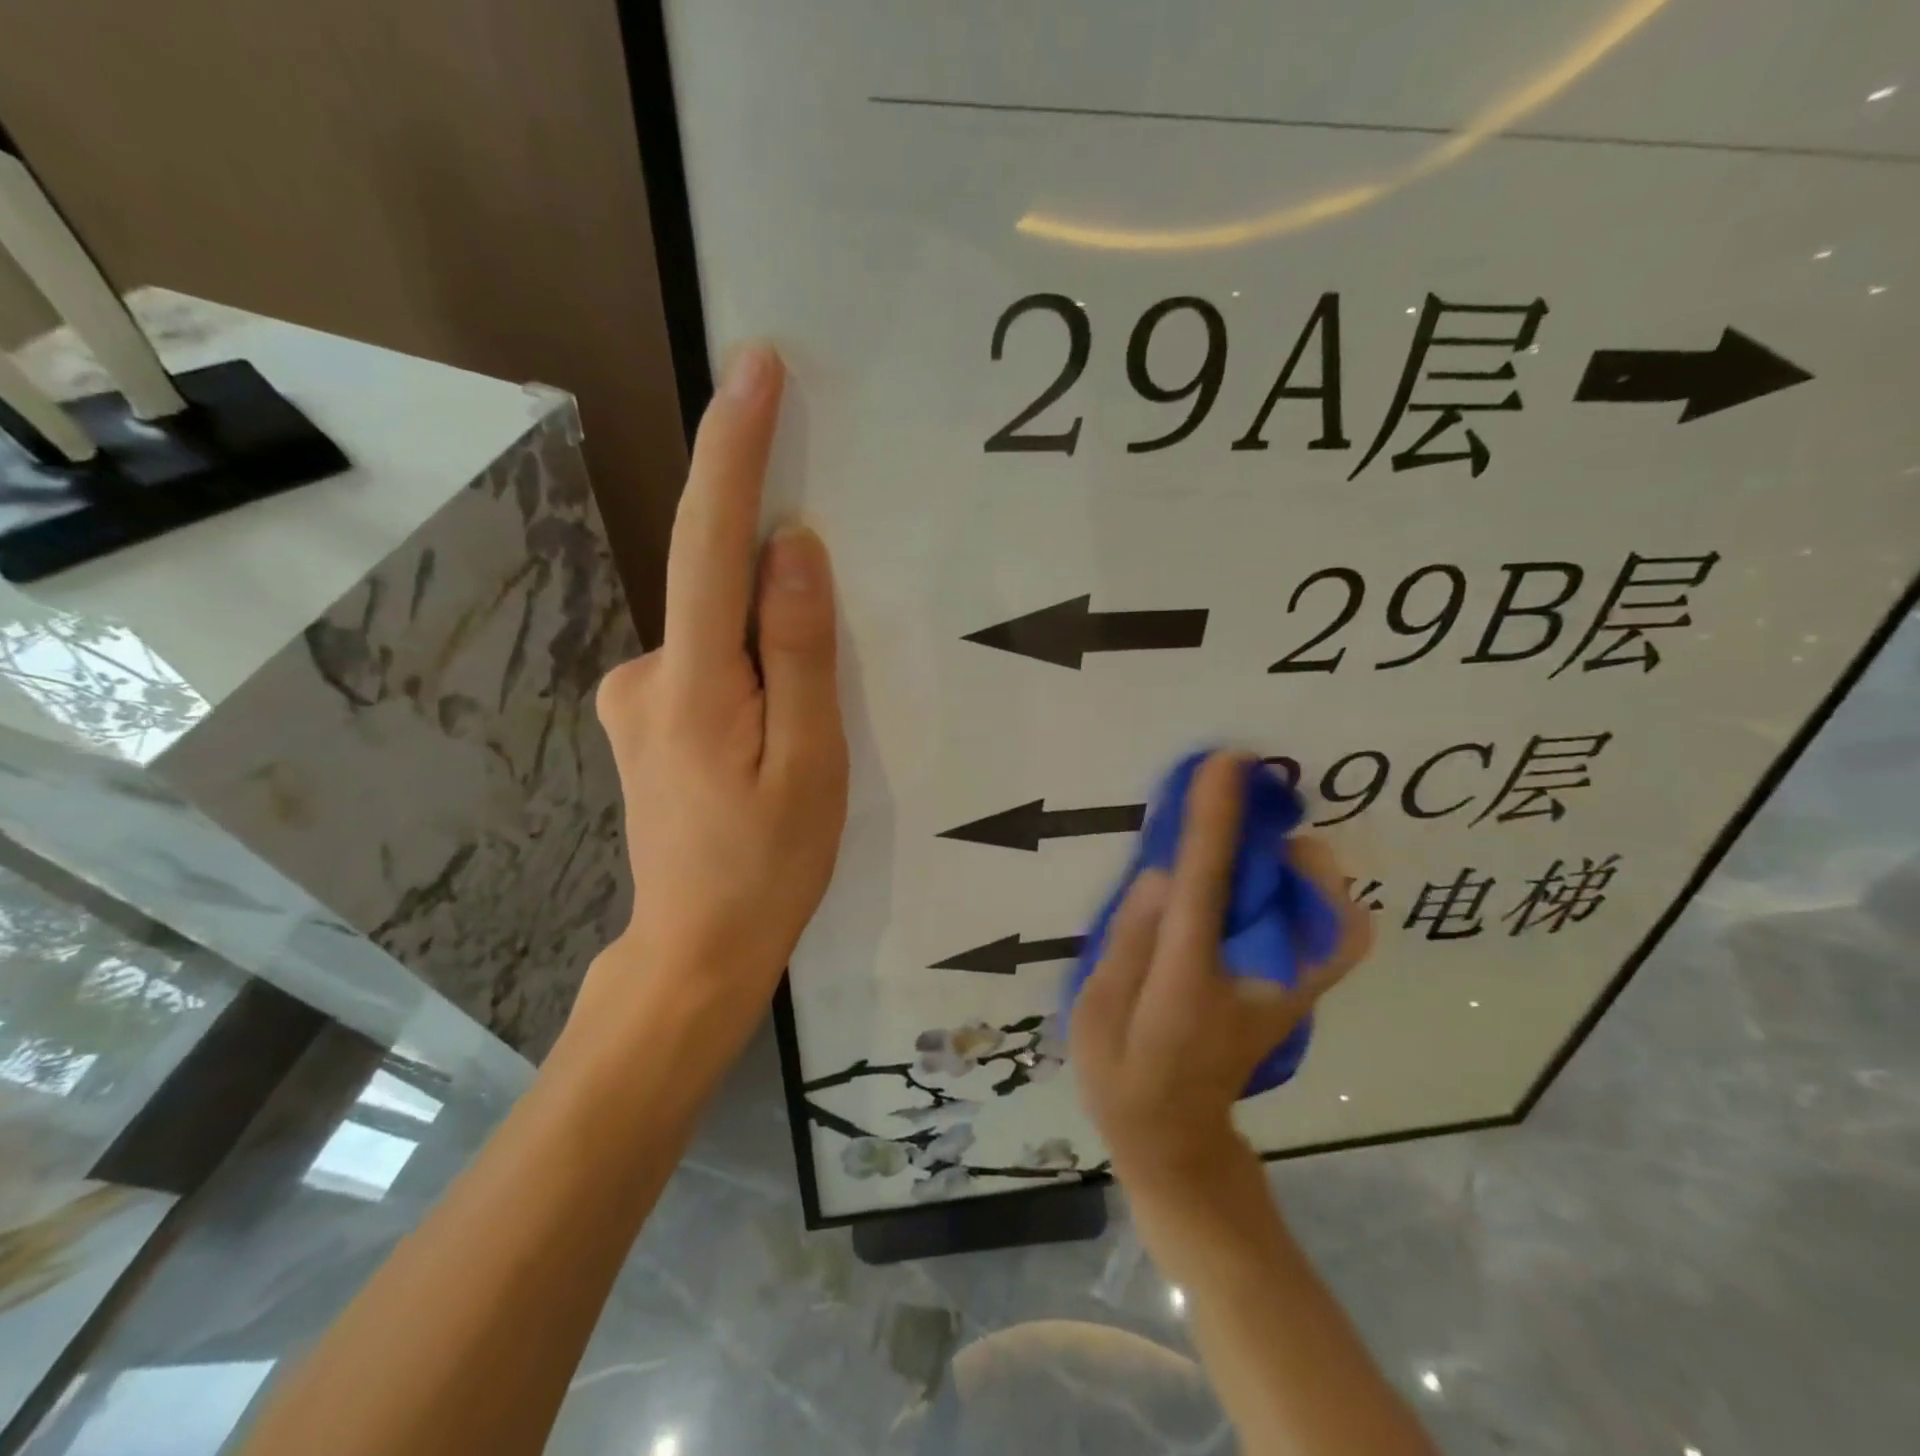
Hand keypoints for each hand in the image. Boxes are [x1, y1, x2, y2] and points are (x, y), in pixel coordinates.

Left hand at [583, 346, 847, 1024]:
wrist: (698, 946)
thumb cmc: (769, 865)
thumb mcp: (812, 764)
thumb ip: (799, 654)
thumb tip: (793, 549)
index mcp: (695, 685)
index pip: (710, 541)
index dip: (734, 449)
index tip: (755, 367)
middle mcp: (644, 674)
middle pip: (715, 584)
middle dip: (769, 565)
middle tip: (821, 641)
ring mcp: (633, 697)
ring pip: (716, 630)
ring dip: (765, 638)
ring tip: (799, 725)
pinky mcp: (642, 717)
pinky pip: (707, 660)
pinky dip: (746, 664)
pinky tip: (770, 729)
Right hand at [1070, 752, 1373, 1191]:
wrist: (1179, 1139)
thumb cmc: (1123, 1076)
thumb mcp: (1094, 1014)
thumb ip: (1128, 941)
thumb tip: (1164, 876)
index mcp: (1187, 983)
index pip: (1206, 889)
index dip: (1215, 823)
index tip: (1223, 764)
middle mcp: (1253, 983)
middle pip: (1288, 894)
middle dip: (1271, 833)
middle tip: (1241, 794)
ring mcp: (1289, 993)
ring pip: (1329, 912)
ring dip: (1298, 862)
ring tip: (1253, 839)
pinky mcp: (1301, 996)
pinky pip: (1337, 938)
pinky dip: (1325, 898)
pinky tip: (1280, 880)